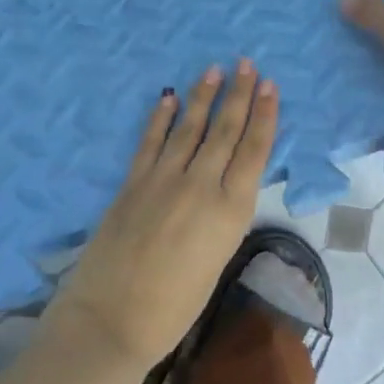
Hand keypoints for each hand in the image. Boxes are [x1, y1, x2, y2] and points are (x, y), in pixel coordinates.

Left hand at [50, 62, 278, 371]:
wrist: (113, 319)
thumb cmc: (176, 305)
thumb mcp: (218, 258)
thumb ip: (224, 215)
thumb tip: (226, 185)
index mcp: (231, 209)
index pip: (254, 150)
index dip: (263, 114)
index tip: (269, 85)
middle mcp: (201, 184)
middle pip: (225, 130)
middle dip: (239, 94)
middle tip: (247, 64)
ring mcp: (163, 179)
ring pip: (190, 127)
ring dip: (203, 96)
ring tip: (214, 70)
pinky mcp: (133, 182)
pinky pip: (150, 141)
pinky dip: (160, 117)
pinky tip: (168, 97)